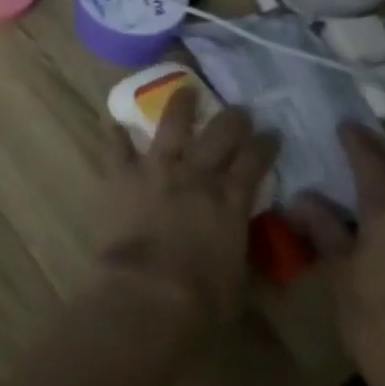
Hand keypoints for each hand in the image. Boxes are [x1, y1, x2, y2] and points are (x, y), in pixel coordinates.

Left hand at [98, 90, 276, 327]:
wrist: (150, 290)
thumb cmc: (203, 297)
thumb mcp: (239, 280)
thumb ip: (243, 255)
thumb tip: (252, 257)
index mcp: (230, 201)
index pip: (254, 162)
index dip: (265, 145)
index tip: (272, 132)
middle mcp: (196, 176)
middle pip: (219, 136)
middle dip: (233, 119)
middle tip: (239, 108)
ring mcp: (156, 169)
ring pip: (171, 126)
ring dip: (180, 105)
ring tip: (184, 88)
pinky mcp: (122, 174)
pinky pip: (116, 147)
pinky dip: (114, 133)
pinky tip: (112, 120)